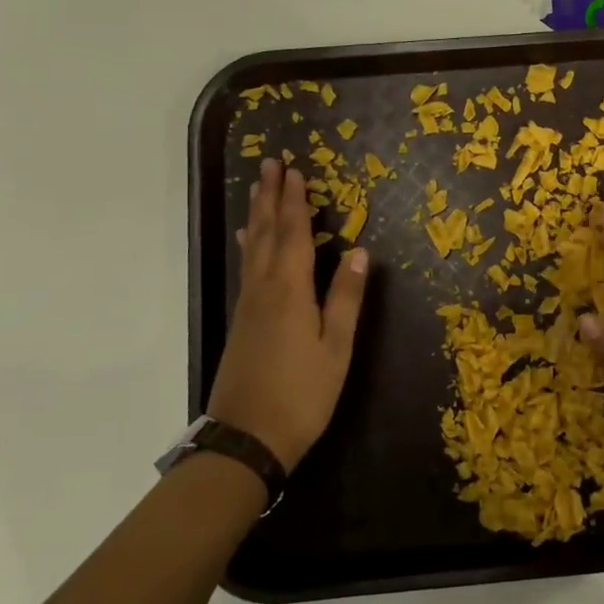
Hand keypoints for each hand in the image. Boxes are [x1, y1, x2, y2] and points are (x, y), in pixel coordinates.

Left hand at [208, 158, 368, 471]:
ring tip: (259, 190)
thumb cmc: (302, 394)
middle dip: (270, 197)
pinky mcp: (243, 321)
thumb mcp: (336, 348)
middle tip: (270, 164)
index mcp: (290, 291)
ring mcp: (249, 305)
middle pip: (266, 233)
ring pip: (252, 247)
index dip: (295, 202)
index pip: (293, 234)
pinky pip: (247, 266)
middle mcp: (264, 289)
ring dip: (258, 214)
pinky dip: (250, 244)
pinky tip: (248, 241)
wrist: (247, 439)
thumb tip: (361, 251)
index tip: (295, 171)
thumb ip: (346, 298)